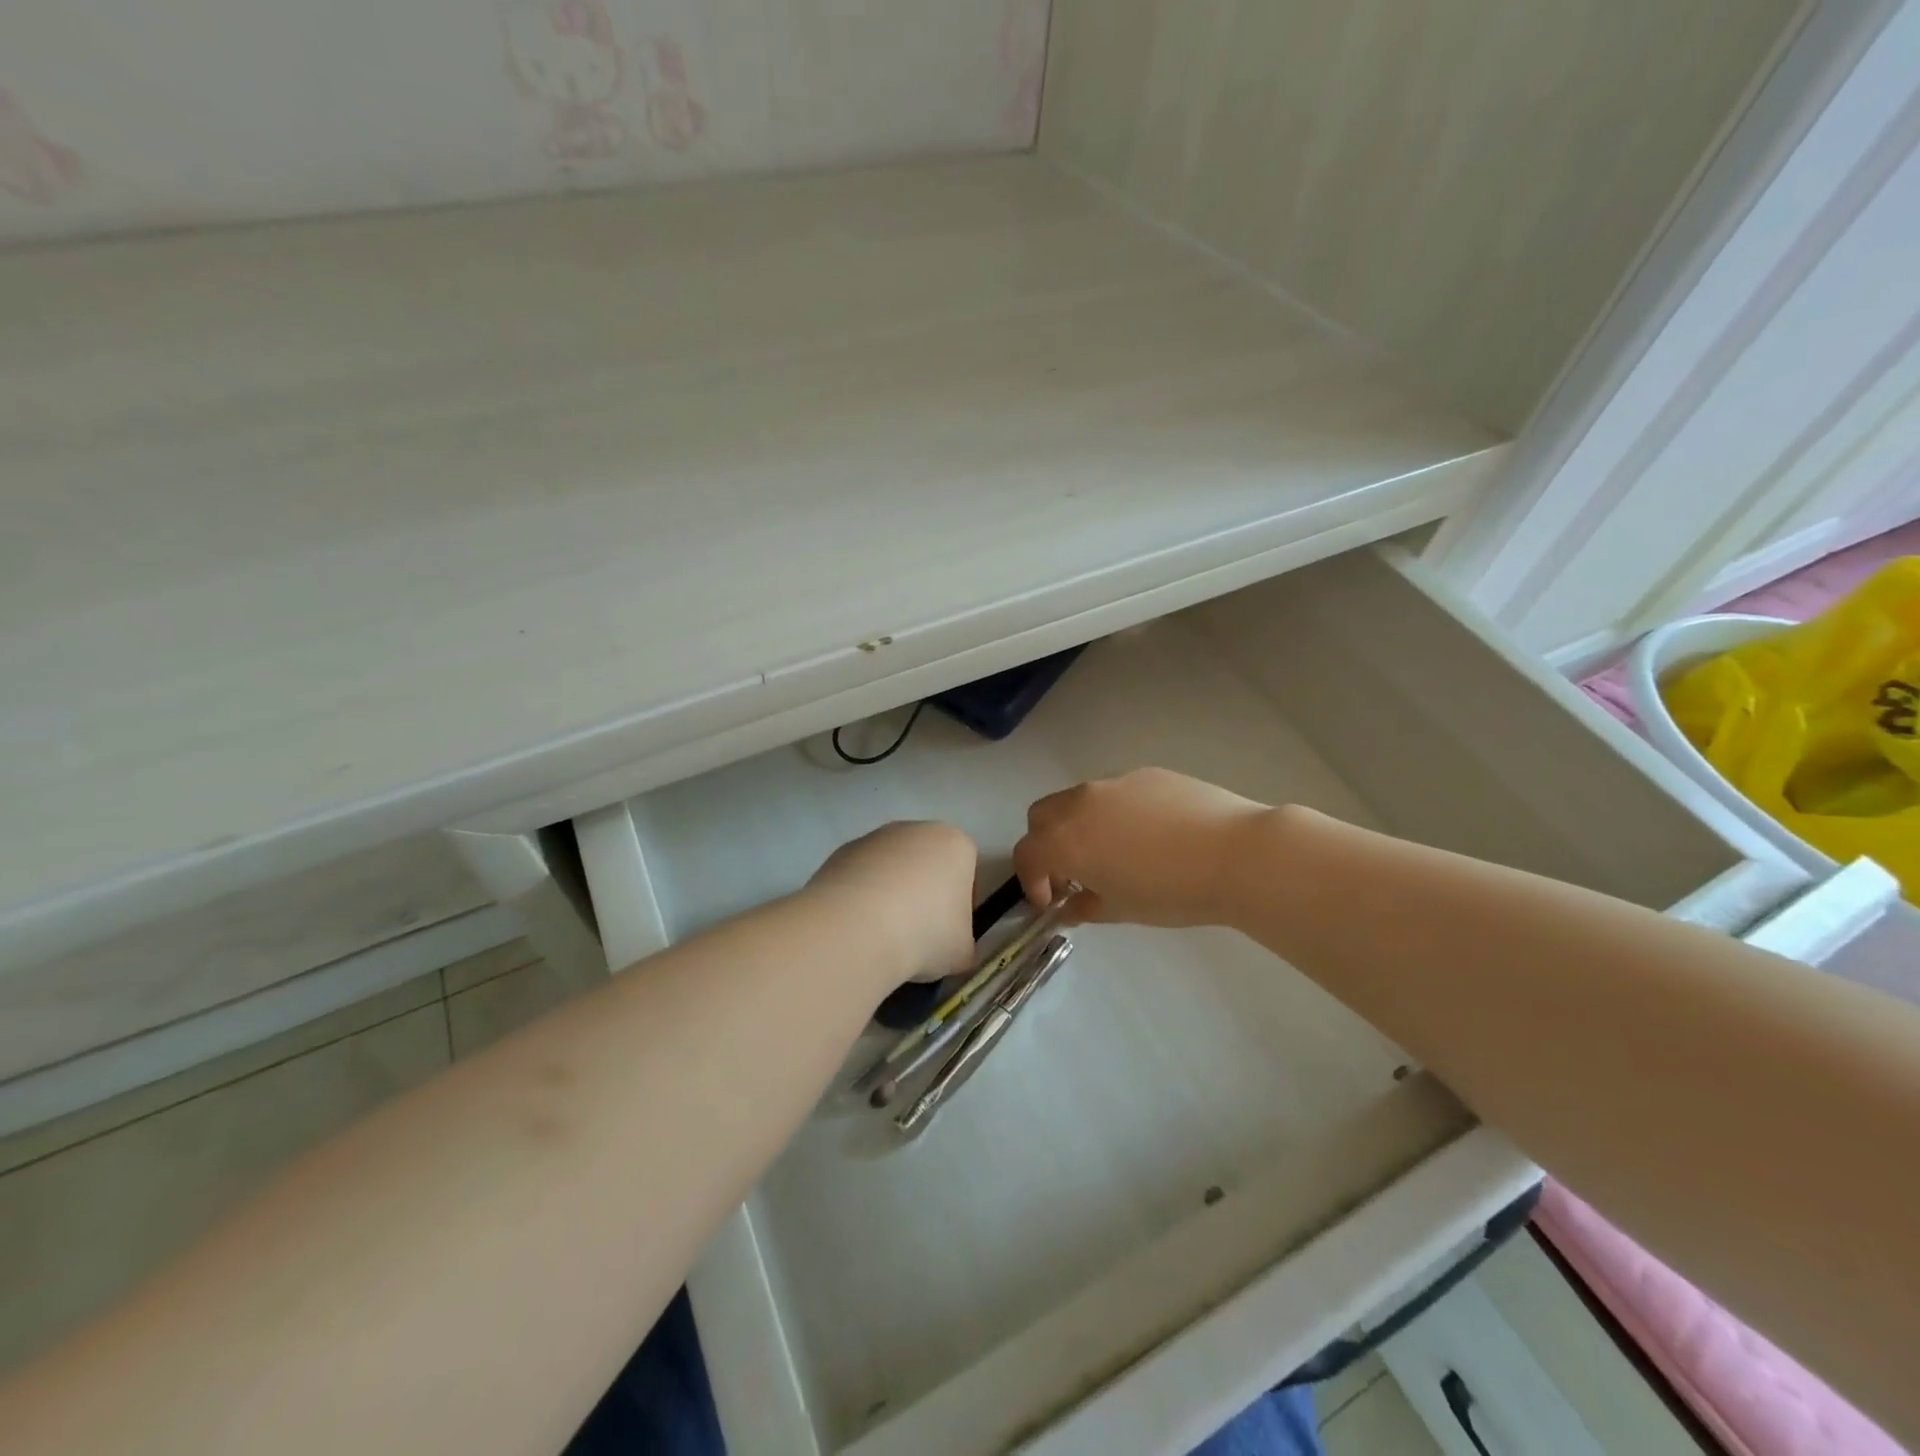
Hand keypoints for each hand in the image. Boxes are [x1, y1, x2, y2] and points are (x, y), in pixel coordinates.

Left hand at [807, 821, 977, 982]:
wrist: (857, 928)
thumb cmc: (925, 933)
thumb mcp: (961, 952)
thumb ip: (962, 945)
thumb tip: (953, 950)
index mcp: (955, 844)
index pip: (966, 872)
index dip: (960, 906)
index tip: (949, 933)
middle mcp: (916, 830)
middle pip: (927, 864)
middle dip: (923, 894)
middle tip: (916, 935)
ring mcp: (875, 837)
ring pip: (891, 868)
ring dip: (889, 895)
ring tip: (881, 935)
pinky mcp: (841, 851)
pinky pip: (860, 876)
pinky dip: (860, 897)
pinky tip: (856, 927)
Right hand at [1014, 768, 1271, 926]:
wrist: (1236, 854)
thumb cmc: (1172, 891)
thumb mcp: (1122, 910)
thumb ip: (1085, 907)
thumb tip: (1071, 906)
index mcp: (1066, 840)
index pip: (1027, 854)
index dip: (1032, 881)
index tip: (1052, 901)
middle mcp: (1080, 803)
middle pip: (1041, 817)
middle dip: (1046, 845)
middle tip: (1073, 874)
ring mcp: (1114, 783)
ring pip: (1077, 800)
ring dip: (1078, 827)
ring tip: (1114, 853)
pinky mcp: (1146, 774)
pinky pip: (1115, 793)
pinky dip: (1114, 814)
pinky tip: (1151, 836)